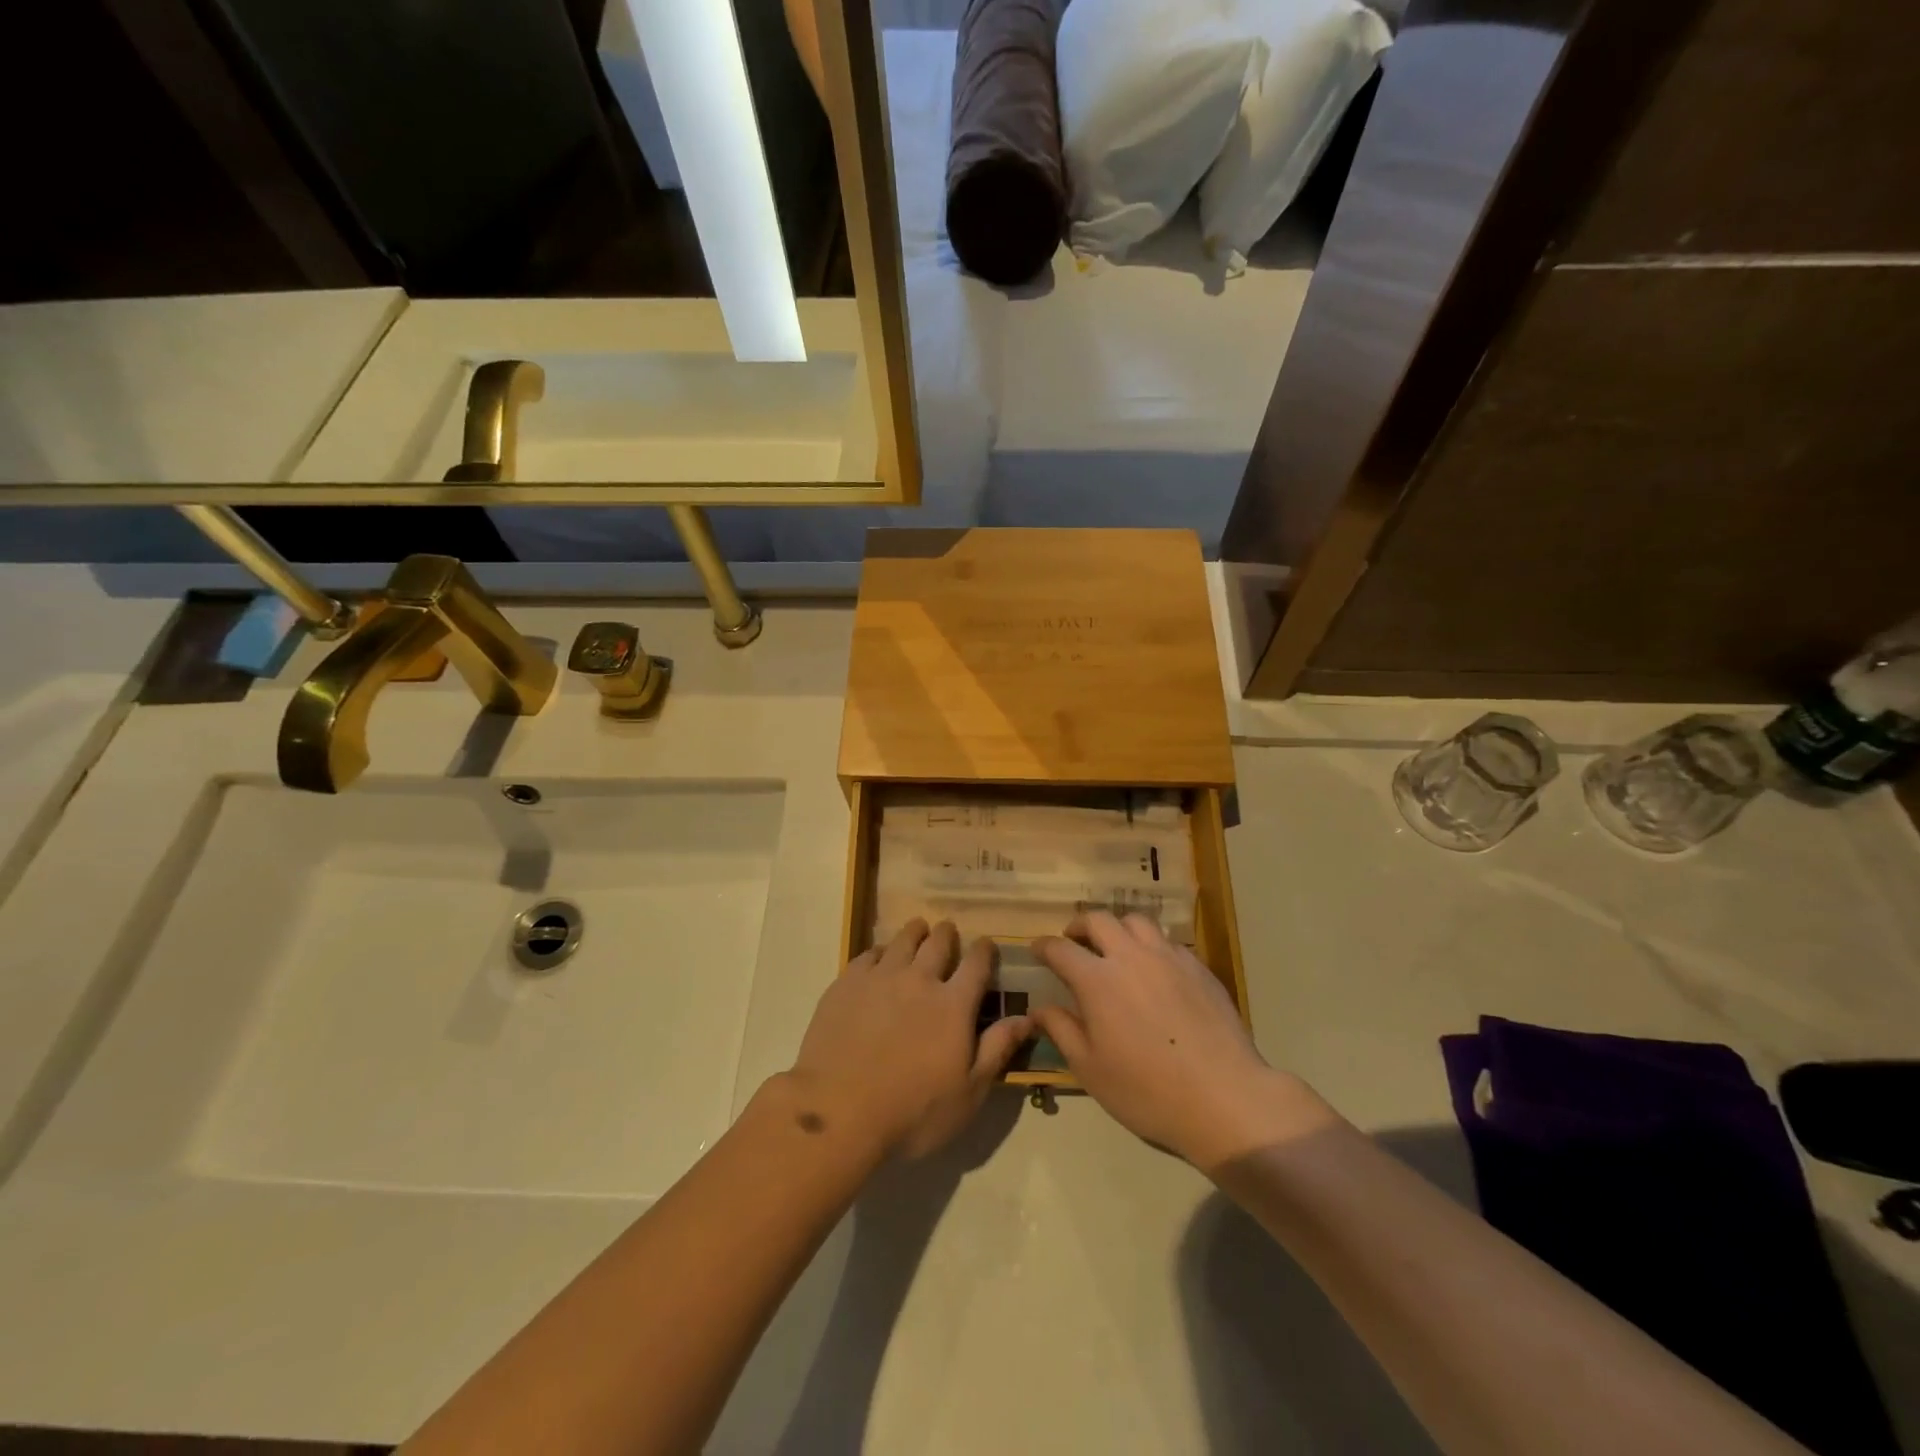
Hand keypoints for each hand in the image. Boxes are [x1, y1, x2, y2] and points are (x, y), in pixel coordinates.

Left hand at [788, 920, 1031, 1159]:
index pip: (977, 964)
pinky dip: (881, 951)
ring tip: (918, 930)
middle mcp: (919, 979)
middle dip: (947, 935)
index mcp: (953, 1004)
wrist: (839, 1112)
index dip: (985, 951)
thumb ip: (997, 1050)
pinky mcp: (847, 983)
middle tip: (948, 932)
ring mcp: (880, 977)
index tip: (987, 945)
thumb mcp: (968, 1093)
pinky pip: (869, 954)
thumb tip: (1027, 1018)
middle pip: (938, 943)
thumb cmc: (912, 1112)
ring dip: (915, 933)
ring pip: (903, 940)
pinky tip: (880, 957)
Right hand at [1031, 912, 1333, 1171]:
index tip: (1036, 949)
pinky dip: (1150, 945)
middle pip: (1098, 919)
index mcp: (1097, 980)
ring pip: (1136, 921)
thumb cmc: (1147, 1090)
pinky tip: (1153, 969)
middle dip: (1079, 925)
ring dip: (1117, 928)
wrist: (1224, 1097)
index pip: (1060, 948)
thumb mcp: (1090, 1069)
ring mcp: (1168, 957)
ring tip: (1115, 948)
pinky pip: (1167, 941)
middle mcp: (1130, 956)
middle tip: (1074, 941)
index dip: (1043, 946)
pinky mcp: (1198, 967)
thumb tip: (1040, 1008)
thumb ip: (1061, 1030)